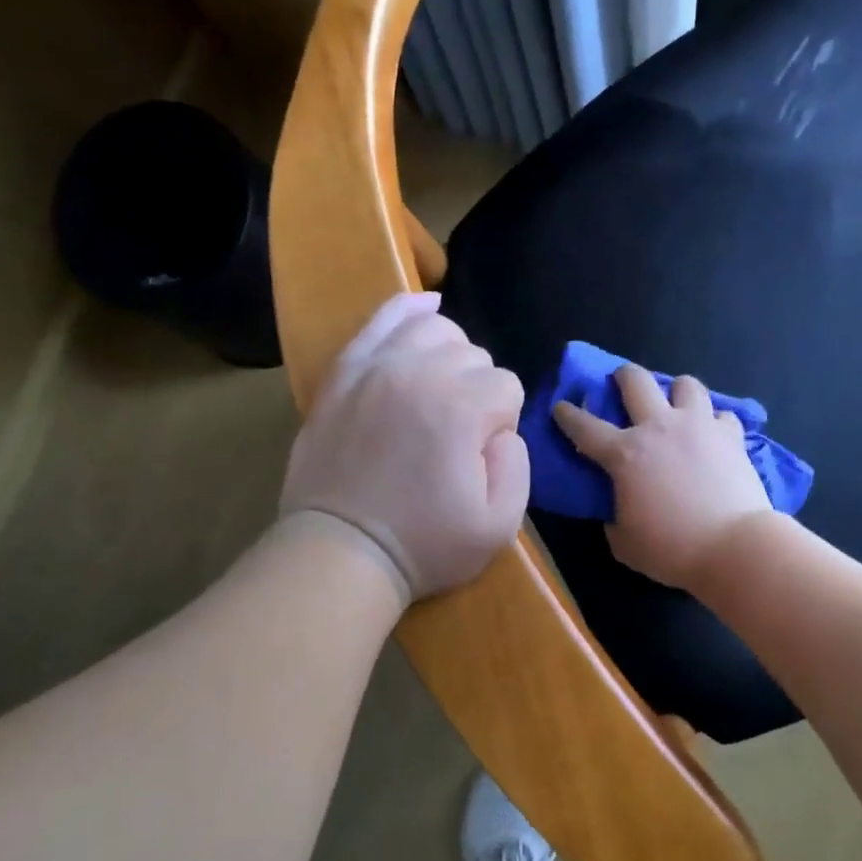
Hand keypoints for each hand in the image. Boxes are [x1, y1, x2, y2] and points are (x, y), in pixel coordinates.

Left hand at [280, 292, 528, 602]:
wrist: (342, 551)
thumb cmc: (424, 544)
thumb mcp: (499, 524)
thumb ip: (519, 464)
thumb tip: (503, 428)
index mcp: (462, 407)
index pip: (508, 387)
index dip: (501, 423)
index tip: (478, 457)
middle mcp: (421, 372)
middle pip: (474, 355)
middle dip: (477, 390)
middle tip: (456, 434)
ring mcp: (377, 366)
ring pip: (436, 328)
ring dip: (449, 355)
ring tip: (440, 389)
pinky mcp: (345, 371)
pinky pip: (382, 319)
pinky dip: (409, 309)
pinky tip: (425, 309)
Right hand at [552, 366, 771, 590]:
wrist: (732, 546)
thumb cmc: (671, 549)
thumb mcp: (624, 543)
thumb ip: (614, 520)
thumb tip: (617, 513)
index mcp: (624, 454)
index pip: (585, 427)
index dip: (568, 415)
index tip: (561, 406)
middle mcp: (659, 427)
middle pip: (636, 381)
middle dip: (623, 376)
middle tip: (621, 381)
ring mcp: (699, 426)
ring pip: (686, 384)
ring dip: (676, 390)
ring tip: (676, 403)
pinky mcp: (732, 436)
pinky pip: (722, 414)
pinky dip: (715, 421)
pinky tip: (713, 434)